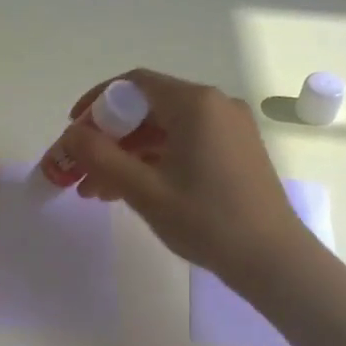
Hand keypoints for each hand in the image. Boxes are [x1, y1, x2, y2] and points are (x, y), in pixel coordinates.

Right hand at [64, 69, 304, 291]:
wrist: (274, 261)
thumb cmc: (207, 221)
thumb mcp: (144, 190)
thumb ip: (101, 157)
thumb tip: (71, 134)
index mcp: (195, 104)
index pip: (133, 84)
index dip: (96, 103)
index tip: (73, 130)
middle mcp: (215, 105)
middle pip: (147, 108)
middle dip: (109, 137)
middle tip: (81, 167)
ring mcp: (229, 128)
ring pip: (164, 129)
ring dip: (128, 154)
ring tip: (97, 190)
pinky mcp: (235, 150)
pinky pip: (184, 143)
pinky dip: (154, 161)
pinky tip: (130, 190)